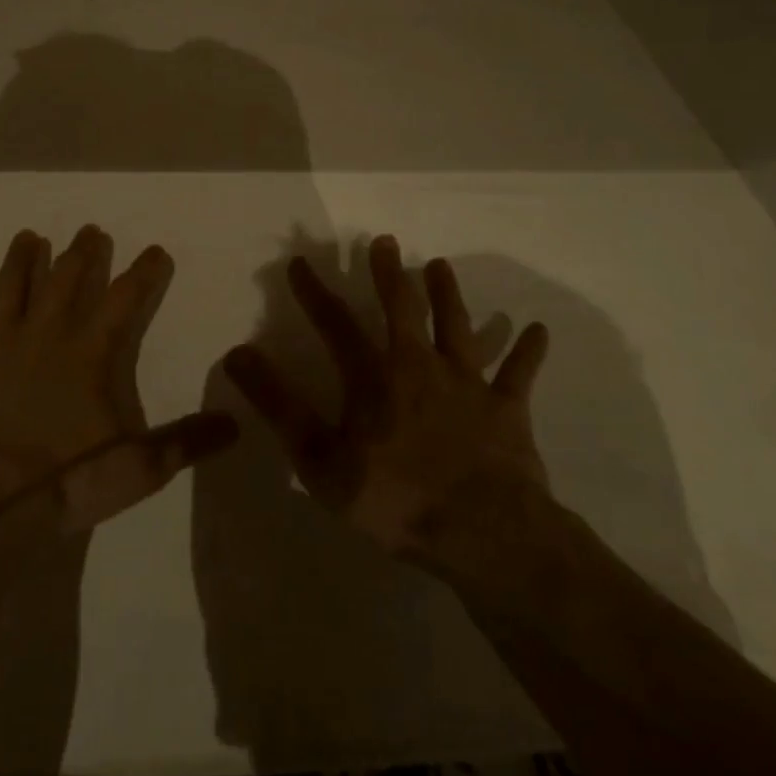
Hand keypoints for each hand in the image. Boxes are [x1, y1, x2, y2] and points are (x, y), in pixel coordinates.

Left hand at [0, 224, 238, 530]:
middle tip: (89, 231)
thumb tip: (235, 423)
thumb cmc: (63, 480)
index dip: (143, 272)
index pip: (125, 299)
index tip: (156, 250)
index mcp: (88, 352)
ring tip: (27, 236)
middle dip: (81, 253)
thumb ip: (186, 442)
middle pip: (65, 279)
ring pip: (9, 286)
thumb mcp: (137, 468)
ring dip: (19, 259)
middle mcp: (44, 333)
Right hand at [223, 235, 551, 560]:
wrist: (484, 534)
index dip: (314, 292)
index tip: (298, 263)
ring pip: (457, 326)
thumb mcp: (321, 460)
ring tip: (440, 264)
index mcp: (374, 377)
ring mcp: (467, 384)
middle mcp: (419, 365)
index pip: (335, 323)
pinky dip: (527, 350)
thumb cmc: (397, 499)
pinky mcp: (506, 408)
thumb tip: (237, 354)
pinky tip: (537, 328)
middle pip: (402, 308)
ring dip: (449, 294)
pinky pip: (519, 373)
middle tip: (384, 240)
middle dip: (389, 273)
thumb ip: (279, 405)